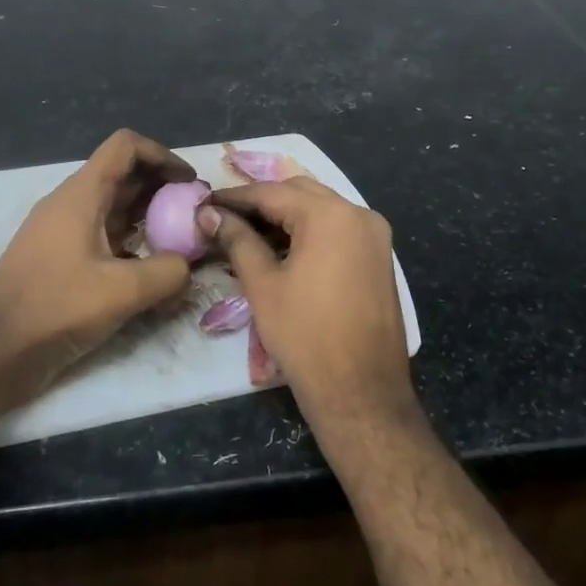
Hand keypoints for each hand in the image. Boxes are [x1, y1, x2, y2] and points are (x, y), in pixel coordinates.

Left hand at [0, 130, 196, 399]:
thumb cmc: (55, 308)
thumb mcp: (123, 291)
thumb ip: (168, 272)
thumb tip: (188, 266)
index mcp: (82, 194)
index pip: (126, 147)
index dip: (163, 156)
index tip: (189, 184)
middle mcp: (71, 204)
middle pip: (124, 176)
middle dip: (163, 190)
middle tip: (194, 216)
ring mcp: (62, 232)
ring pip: (114, 209)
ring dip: (148, 219)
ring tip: (179, 245)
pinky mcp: (59, 261)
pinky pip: (102, 238)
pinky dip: (130, 245)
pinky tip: (149, 274)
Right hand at [198, 179, 416, 429]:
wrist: (362, 392)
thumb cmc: (306, 337)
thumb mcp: (263, 285)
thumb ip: (237, 240)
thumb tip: (210, 215)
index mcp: (330, 215)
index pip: (272, 192)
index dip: (235, 197)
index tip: (205, 203)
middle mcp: (359, 214)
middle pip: (300, 193)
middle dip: (262, 202)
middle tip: (225, 218)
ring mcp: (375, 236)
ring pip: (322, 209)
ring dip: (286, 216)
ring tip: (248, 234)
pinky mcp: (379, 257)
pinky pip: (339, 230)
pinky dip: (310, 232)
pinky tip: (282, 249)